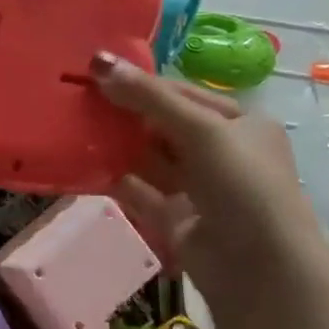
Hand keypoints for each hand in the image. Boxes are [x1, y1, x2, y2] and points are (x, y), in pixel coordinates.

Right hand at [92, 51, 328, 316]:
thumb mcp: (202, 130)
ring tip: (70, 128)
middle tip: (74, 100)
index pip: (181, 94)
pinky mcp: (171, 216)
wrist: (258, 267)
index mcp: (239, 124)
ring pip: (145, 156)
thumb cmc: (242, 186)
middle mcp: (218, 152)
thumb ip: (149, 97)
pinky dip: (110, 177)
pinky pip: (135, 188)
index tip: (92, 73)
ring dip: (113, 144)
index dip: (140, 83)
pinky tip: (79, 165)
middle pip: (160, 124)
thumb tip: (98, 60)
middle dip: (121, 113)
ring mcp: (194, 187)